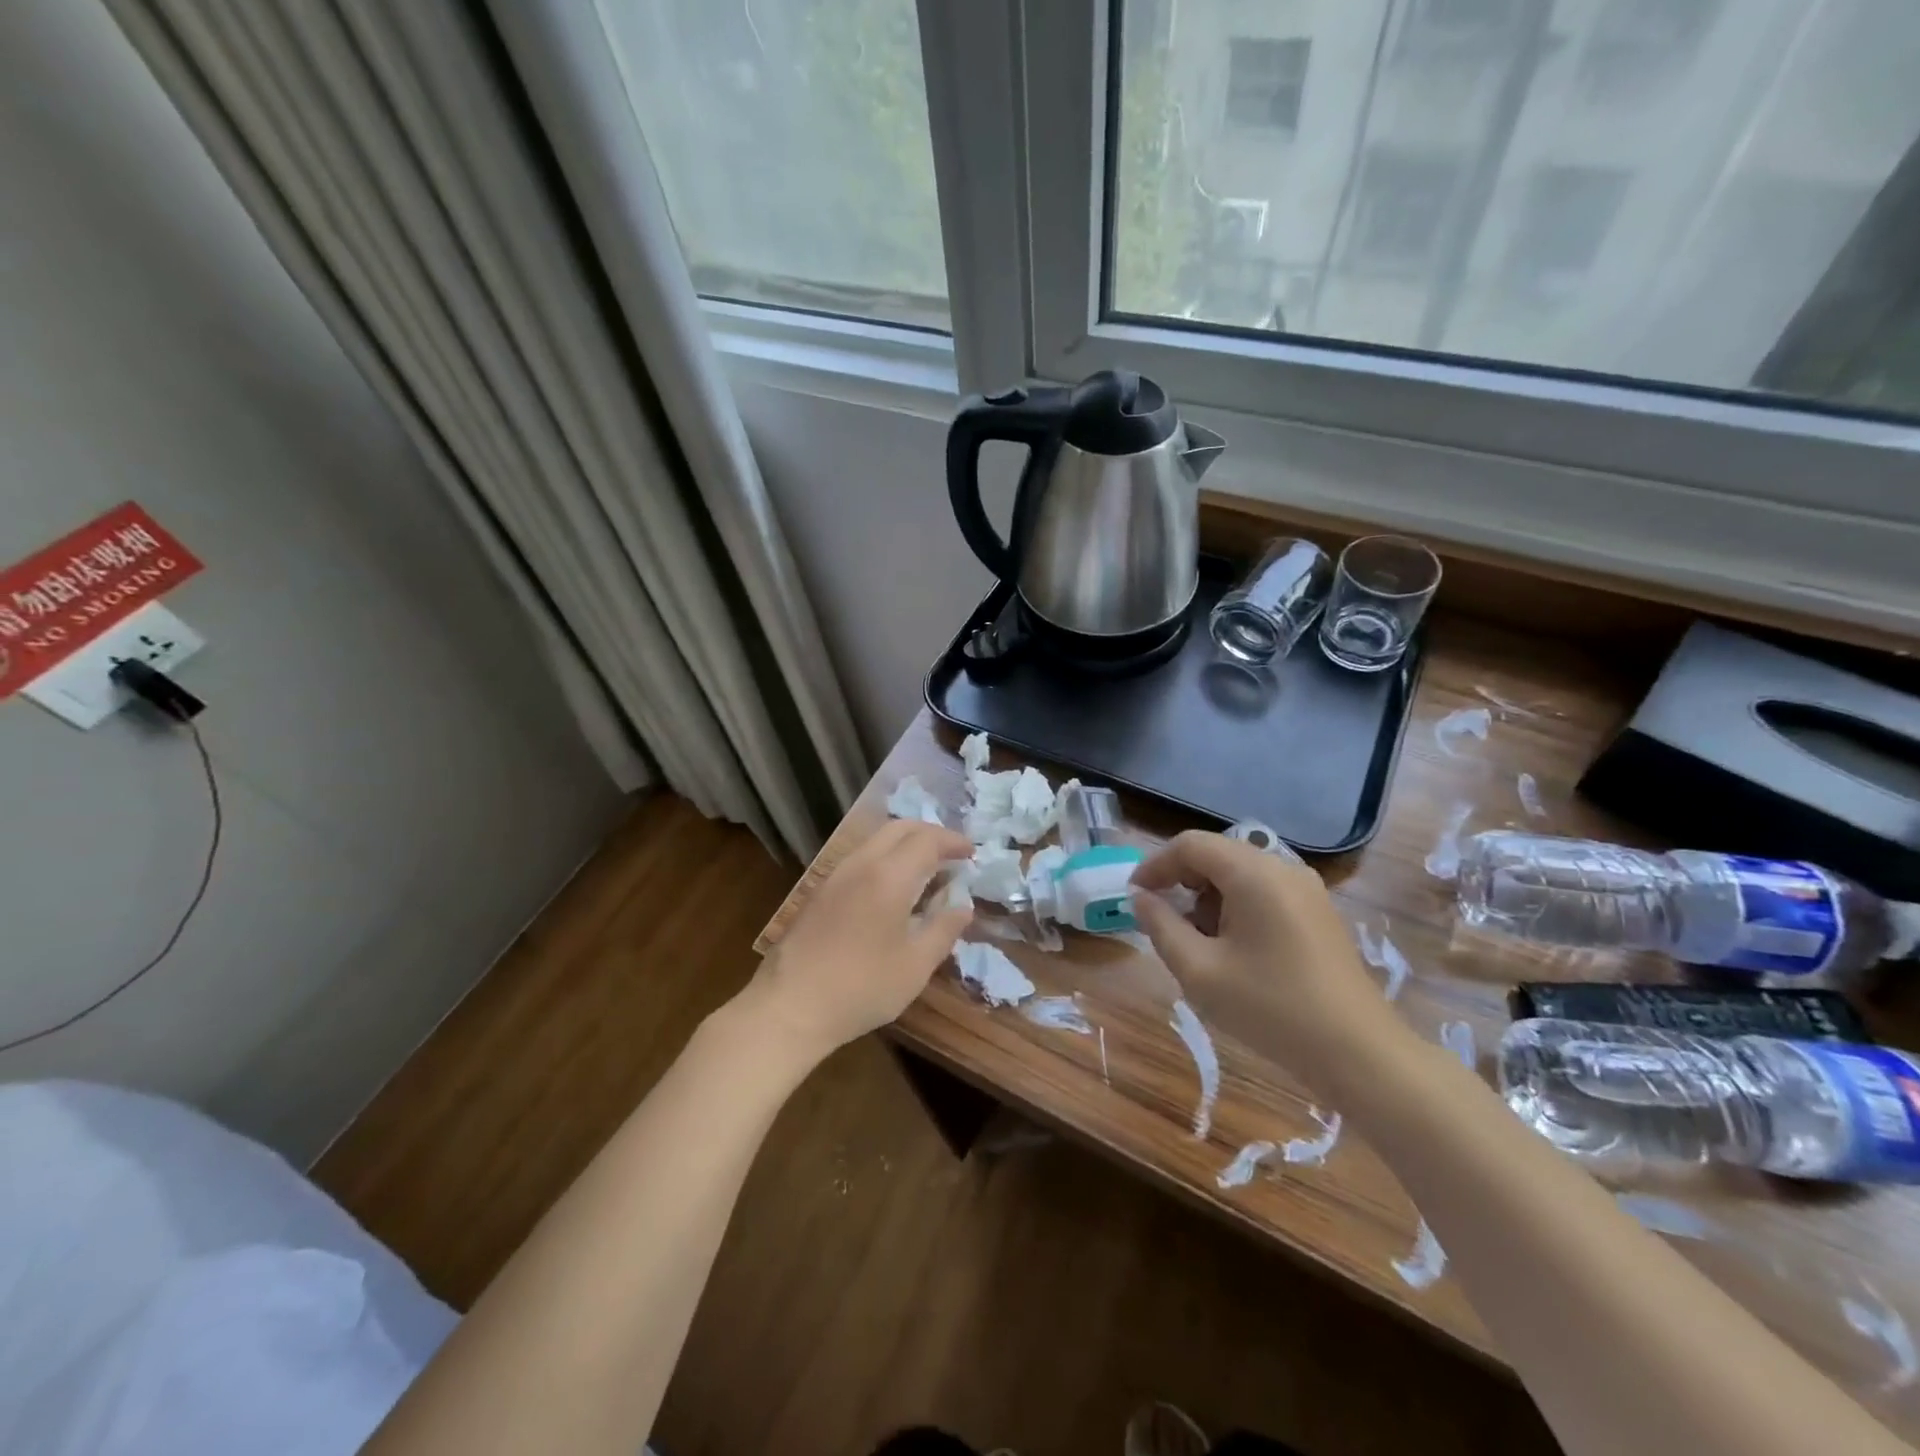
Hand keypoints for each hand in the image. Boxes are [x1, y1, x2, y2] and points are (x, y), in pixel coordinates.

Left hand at [741, 819, 974, 1064]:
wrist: (790, 1006)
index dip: (953, 841)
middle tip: (952, 853)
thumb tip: (964, 906)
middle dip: (930, 833)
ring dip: (905, 843)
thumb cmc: (861, 988)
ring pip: (876, 839)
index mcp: (889, 876)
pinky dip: (885, 857)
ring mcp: (836, 874)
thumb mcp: (915, 965)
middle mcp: (861, 863)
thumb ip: (943, 929)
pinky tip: (893, 887)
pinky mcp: (821, 890)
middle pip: (899, 828)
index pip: (927, 840)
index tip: (971, 853)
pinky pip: (860, 857)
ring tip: (926, 868)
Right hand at [1130, 831, 1410, 1095]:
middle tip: (1162, 921)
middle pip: (1216, 855)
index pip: (1190, 845)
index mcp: (1253, 873)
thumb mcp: (1199, 971)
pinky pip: (1264, 892)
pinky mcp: (1318, 912)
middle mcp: (1282, 868)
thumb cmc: (1271, 1009)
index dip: (1155, 865)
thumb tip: (1141, 899)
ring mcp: (1306, 889)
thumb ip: (1162, 927)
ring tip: (1197, 942)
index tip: (1133, 896)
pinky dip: (1235, 907)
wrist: (1359, 1054)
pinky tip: (1232, 949)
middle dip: (1181, 882)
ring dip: (1208, 897)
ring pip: (1239, 874)